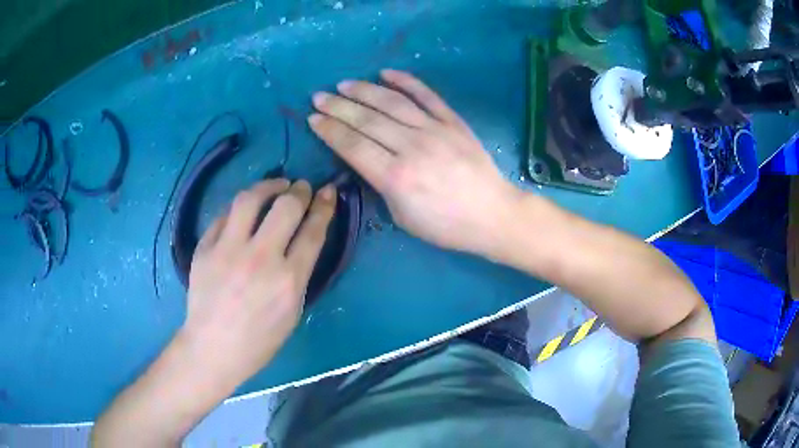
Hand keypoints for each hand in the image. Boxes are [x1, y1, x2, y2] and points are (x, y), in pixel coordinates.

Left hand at [180, 179, 335, 383]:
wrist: (213, 348)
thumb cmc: (259, 340)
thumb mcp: (293, 312)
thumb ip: (300, 273)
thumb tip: (303, 238)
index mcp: (288, 281)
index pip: (312, 231)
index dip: (323, 206)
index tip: (327, 192)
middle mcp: (259, 259)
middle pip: (285, 207)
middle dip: (299, 191)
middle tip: (302, 187)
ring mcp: (227, 250)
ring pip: (250, 199)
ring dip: (268, 185)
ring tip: (276, 185)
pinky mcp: (205, 248)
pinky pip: (224, 215)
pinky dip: (240, 208)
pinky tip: (246, 210)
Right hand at [308, 69, 521, 255]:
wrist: (492, 214)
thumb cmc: (446, 225)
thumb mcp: (402, 217)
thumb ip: (381, 185)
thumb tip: (367, 160)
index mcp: (395, 177)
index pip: (352, 145)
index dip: (329, 130)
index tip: (313, 118)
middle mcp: (411, 147)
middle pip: (366, 120)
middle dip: (338, 107)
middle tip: (319, 97)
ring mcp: (434, 130)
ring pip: (391, 103)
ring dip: (363, 91)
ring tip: (343, 84)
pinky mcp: (452, 121)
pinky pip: (426, 95)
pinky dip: (405, 81)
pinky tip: (386, 73)